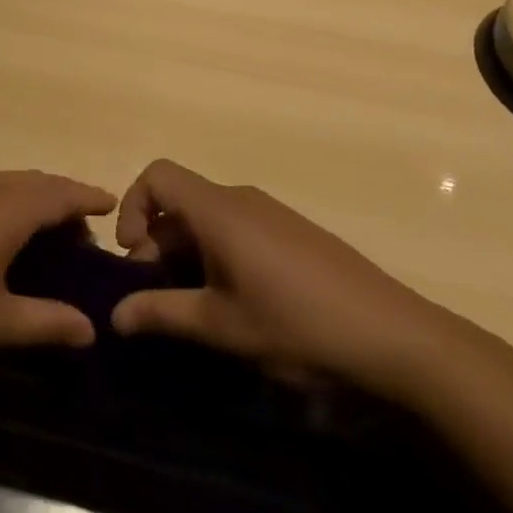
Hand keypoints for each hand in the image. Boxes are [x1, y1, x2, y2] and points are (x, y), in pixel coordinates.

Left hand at [0, 171, 117, 365]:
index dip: (87, 197)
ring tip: (40, 233)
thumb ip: (44, 323)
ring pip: (2, 182)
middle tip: (80, 232)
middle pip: (32, 182)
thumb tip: (91, 329)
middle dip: (61, 199)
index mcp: (4, 209)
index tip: (111, 204)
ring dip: (28, 199)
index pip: (59, 193)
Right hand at [110, 159, 467, 398]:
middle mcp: (241, 199)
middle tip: (161, 298)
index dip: (132, 207)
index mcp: (218, 210)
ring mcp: (272, 214)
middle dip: (157, 244)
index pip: (157, 175)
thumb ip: (162, 314)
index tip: (135, 257)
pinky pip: (238, 228)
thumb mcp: (222, 325)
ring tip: (199, 307)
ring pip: (209, 218)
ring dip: (189, 254)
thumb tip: (115, 315)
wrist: (397, 337)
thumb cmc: (298, 324)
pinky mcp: (294, 233)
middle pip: (180, 201)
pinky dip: (220, 255)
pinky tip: (240, 303)